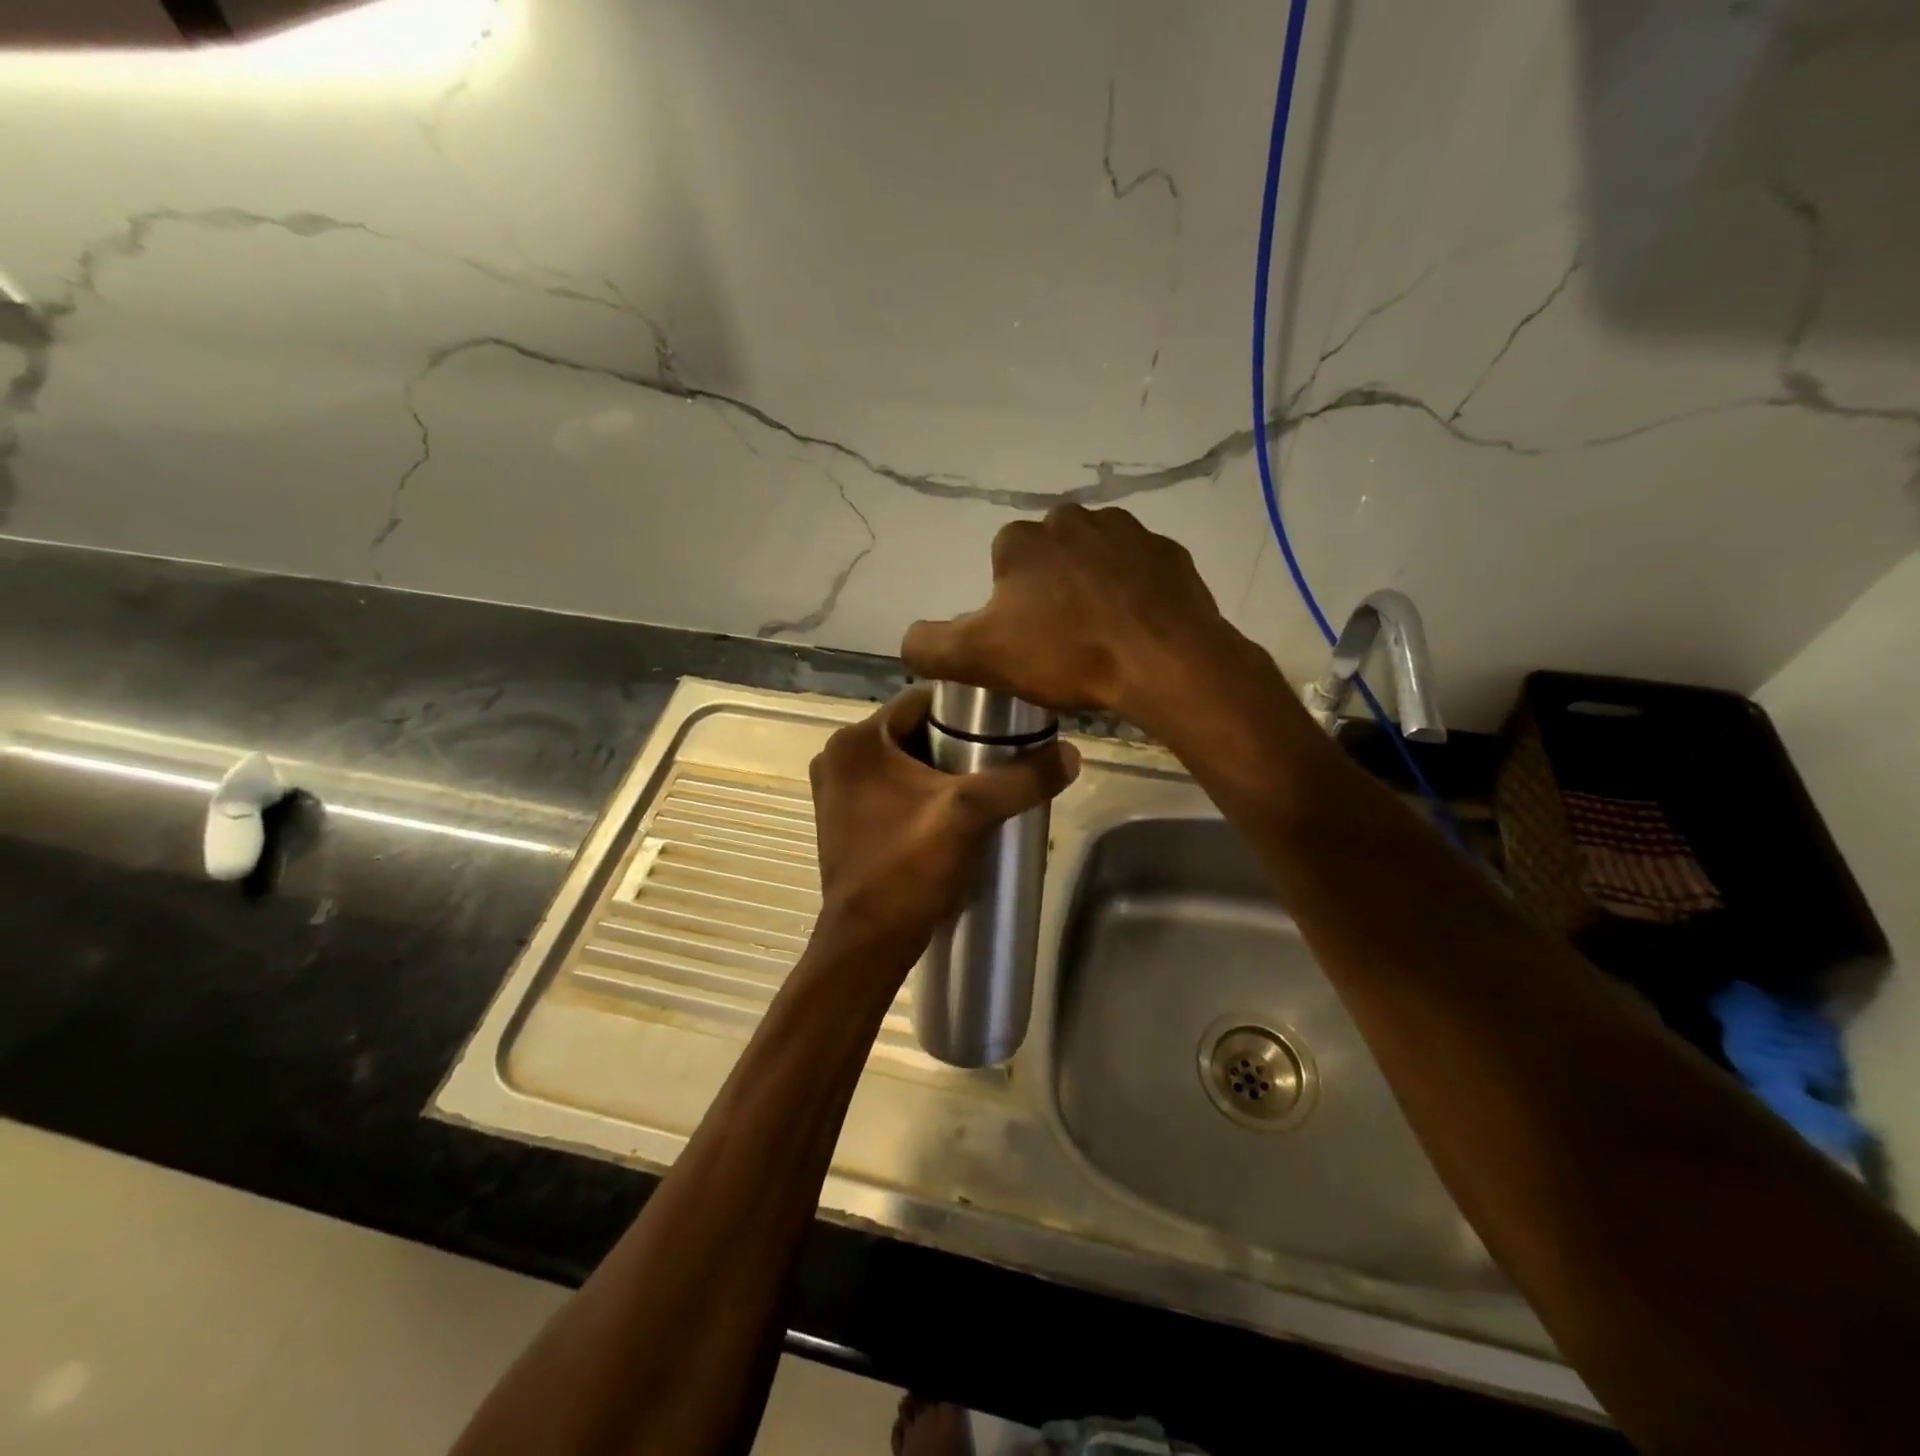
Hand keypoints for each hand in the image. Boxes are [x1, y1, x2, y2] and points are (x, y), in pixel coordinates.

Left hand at [808, 688, 1078, 973]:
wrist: (869, 942)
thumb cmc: (911, 868)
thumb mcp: (973, 814)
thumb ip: (1023, 778)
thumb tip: (1072, 753)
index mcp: (857, 740)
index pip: (922, 700)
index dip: (969, 707)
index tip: (1006, 723)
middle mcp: (838, 756)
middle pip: (913, 730)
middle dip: (957, 741)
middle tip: (1001, 757)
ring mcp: (836, 789)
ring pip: (903, 760)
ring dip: (940, 768)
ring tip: (985, 784)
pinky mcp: (842, 818)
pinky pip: (890, 786)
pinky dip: (920, 791)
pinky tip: (952, 811)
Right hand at [901, 505, 1257, 739]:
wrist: (1164, 661)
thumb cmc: (1067, 655)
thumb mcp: (980, 658)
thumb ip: (930, 646)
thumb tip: (911, 640)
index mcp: (1023, 540)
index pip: (1002, 564)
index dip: (1008, 605)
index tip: (1025, 641)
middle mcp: (1073, 519)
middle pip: (1049, 558)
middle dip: (1050, 591)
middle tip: (1062, 641)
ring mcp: (1127, 532)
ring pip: (1094, 560)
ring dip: (1091, 588)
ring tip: (1100, 636)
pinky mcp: (1169, 554)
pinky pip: (1138, 571)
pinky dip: (1133, 593)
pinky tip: (1135, 628)